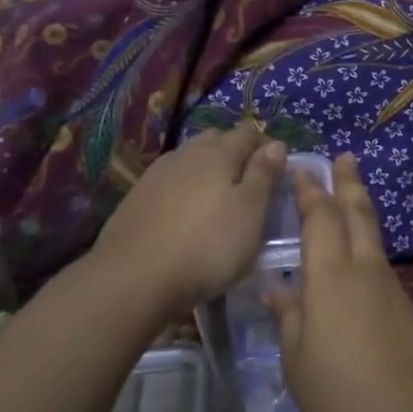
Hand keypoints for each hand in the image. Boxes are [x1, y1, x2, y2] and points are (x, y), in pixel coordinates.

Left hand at [92, 125, 286, 313]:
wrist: (134, 277)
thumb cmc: (207, 245)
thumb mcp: (250, 212)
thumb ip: (264, 175)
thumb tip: (277, 144)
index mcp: (218, 153)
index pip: (248, 133)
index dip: (266, 147)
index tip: (278, 172)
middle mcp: (185, 154)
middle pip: (216, 141)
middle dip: (235, 153)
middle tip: (250, 184)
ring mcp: (156, 175)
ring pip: (190, 160)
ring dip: (207, 171)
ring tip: (219, 200)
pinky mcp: (137, 199)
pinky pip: (170, 182)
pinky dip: (185, 190)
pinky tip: (187, 214)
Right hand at [267, 154, 412, 411]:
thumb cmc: (344, 395)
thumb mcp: (299, 362)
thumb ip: (289, 320)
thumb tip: (277, 289)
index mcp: (331, 277)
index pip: (320, 219)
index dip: (310, 191)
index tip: (302, 168)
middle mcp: (366, 271)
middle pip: (359, 215)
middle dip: (349, 184)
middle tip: (346, 158)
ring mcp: (393, 291)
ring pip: (374, 240)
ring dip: (361, 214)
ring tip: (350, 202)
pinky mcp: (410, 313)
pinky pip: (382, 270)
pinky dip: (368, 253)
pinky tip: (358, 270)